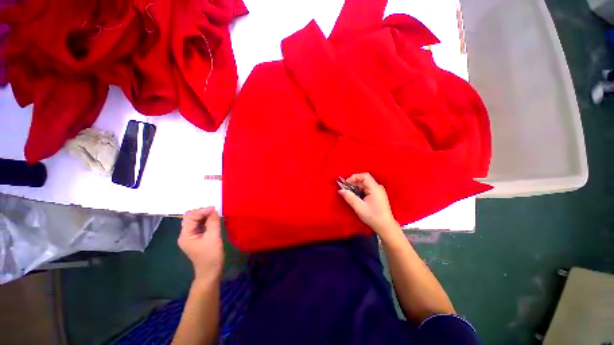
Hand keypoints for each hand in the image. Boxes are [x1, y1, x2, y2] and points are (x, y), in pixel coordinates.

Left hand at [178, 207, 223, 280]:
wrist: (211, 271)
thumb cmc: (211, 255)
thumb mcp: (213, 237)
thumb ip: (213, 222)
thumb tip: (214, 210)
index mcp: (186, 235)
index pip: (190, 217)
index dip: (202, 211)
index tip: (215, 209)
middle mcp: (186, 234)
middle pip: (192, 217)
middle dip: (204, 212)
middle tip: (216, 211)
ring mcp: (192, 236)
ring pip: (197, 220)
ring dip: (206, 216)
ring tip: (217, 215)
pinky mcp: (198, 238)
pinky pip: (201, 225)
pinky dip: (208, 221)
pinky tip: (215, 221)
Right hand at [338, 173, 398, 233]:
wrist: (385, 227)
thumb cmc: (373, 217)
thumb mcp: (359, 207)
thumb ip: (349, 197)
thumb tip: (341, 190)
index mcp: (375, 188)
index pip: (364, 176)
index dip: (354, 177)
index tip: (346, 183)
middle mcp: (377, 187)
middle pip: (364, 180)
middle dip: (353, 183)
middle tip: (345, 189)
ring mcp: (378, 191)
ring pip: (365, 185)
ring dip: (356, 187)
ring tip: (349, 194)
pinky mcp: (377, 195)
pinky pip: (367, 189)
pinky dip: (360, 191)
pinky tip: (356, 197)